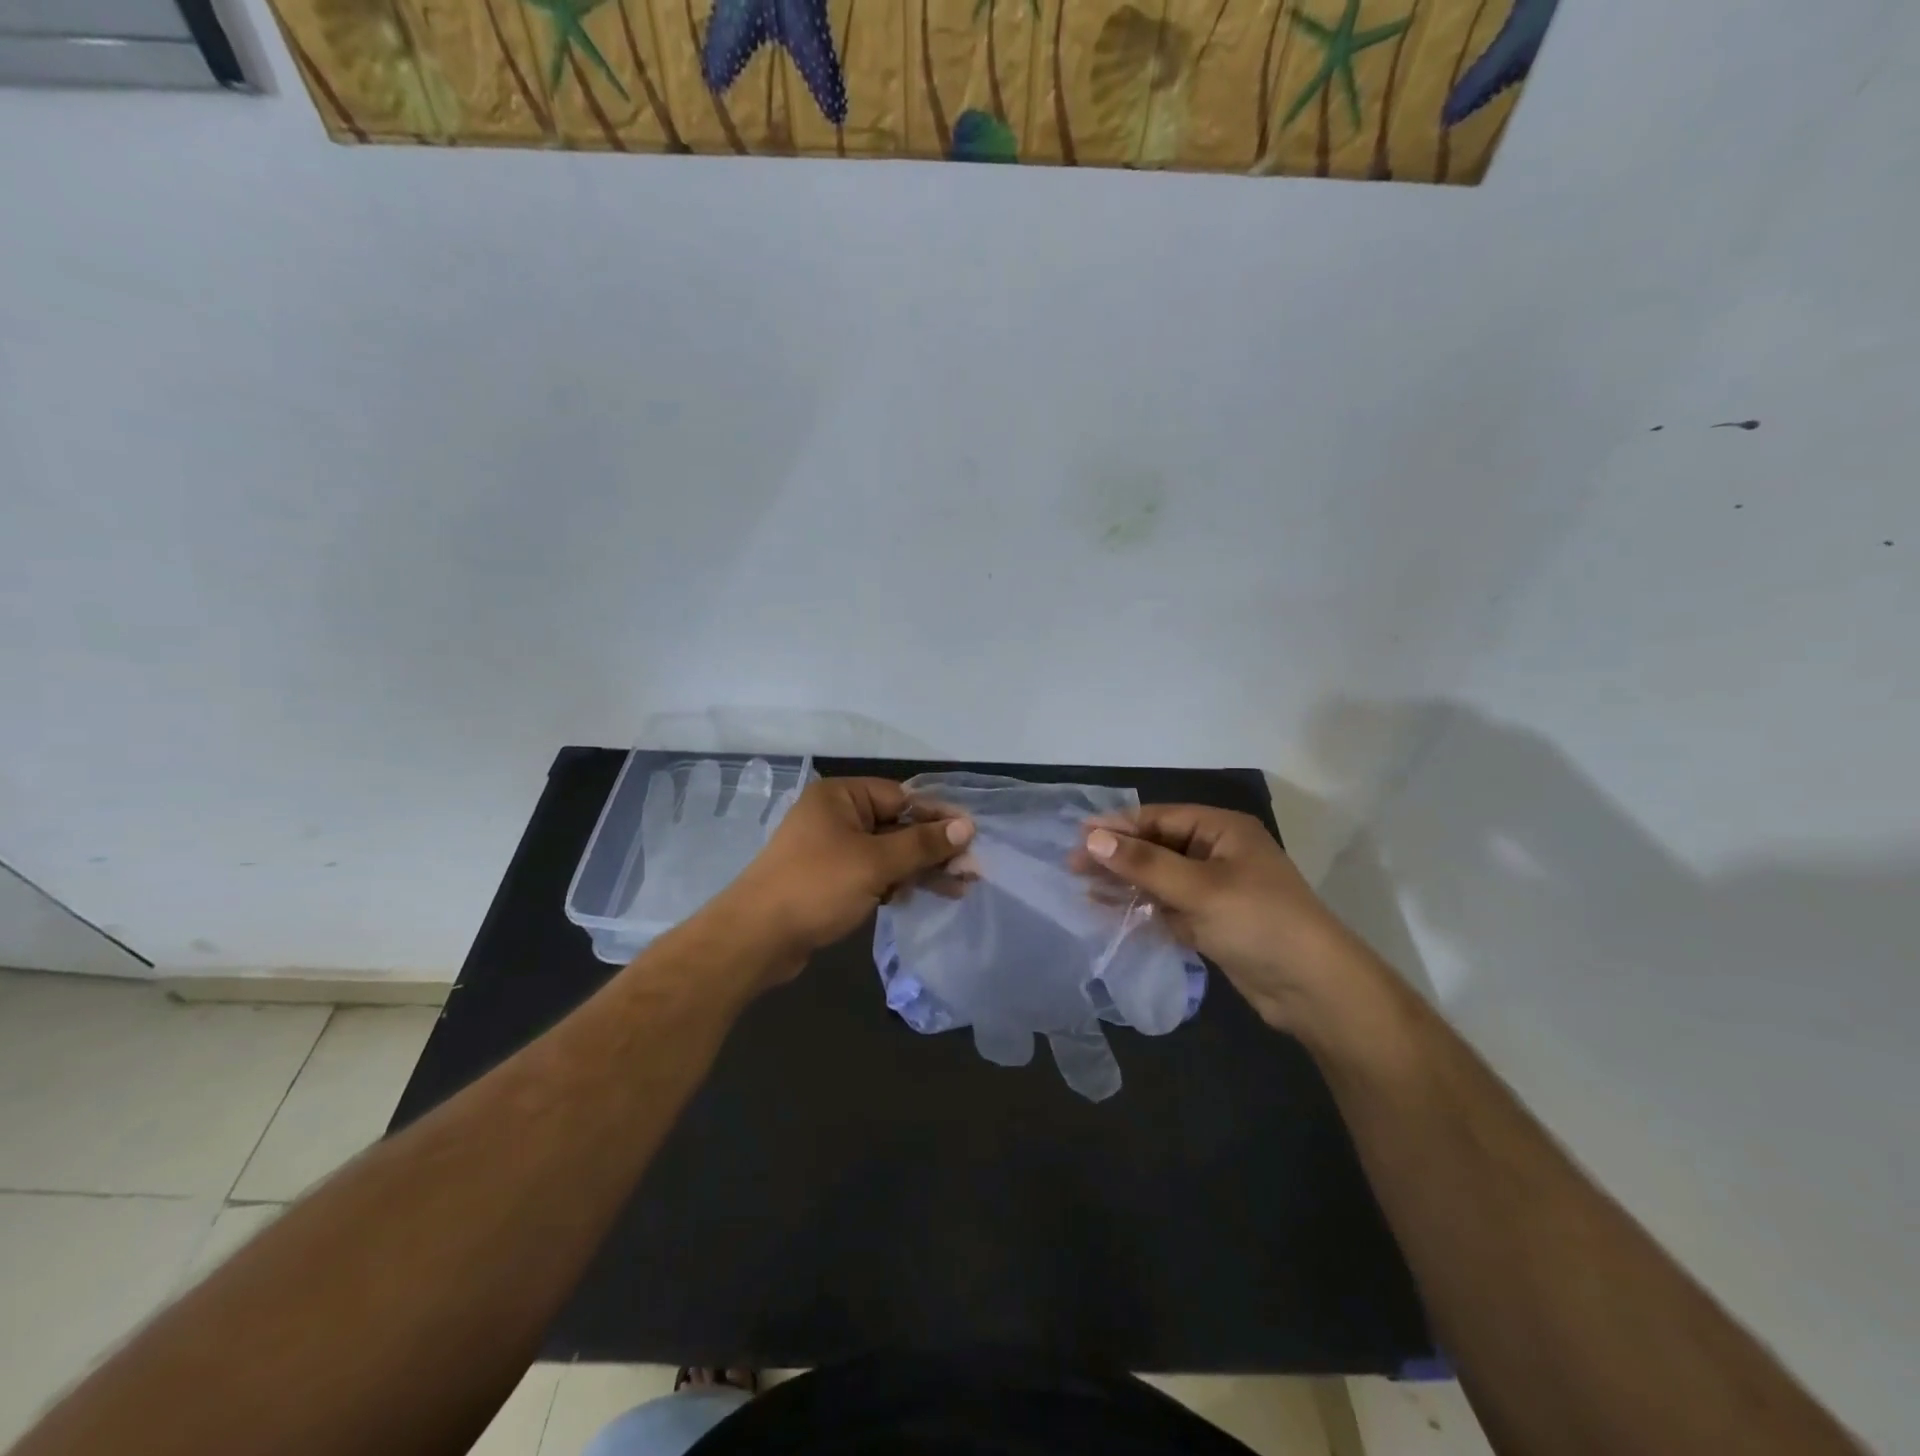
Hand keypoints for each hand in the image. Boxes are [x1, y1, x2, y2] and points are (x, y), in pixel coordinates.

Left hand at [715, 778, 974, 976]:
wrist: (756, 939)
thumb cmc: (816, 887)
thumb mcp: (875, 863)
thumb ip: (922, 844)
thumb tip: (967, 827)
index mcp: (841, 796)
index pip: (902, 797)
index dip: (938, 817)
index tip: (973, 836)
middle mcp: (837, 816)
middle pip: (897, 825)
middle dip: (933, 848)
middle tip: (971, 870)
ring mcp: (833, 849)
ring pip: (888, 852)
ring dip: (920, 869)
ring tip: (959, 888)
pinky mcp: (832, 879)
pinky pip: (873, 873)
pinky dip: (897, 882)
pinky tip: (921, 896)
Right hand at [1076, 805, 1372, 1030]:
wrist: (1315, 990)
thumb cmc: (1259, 922)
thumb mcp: (1199, 888)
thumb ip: (1144, 864)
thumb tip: (1092, 838)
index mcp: (1222, 830)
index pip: (1159, 818)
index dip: (1117, 826)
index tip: (1077, 837)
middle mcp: (1217, 852)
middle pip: (1157, 846)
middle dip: (1117, 855)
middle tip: (1072, 866)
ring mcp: (1215, 888)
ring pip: (1159, 877)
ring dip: (1125, 881)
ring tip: (1082, 887)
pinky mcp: (1212, 921)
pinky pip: (1167, 905)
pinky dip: (1141, 907)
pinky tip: (1110, 910)